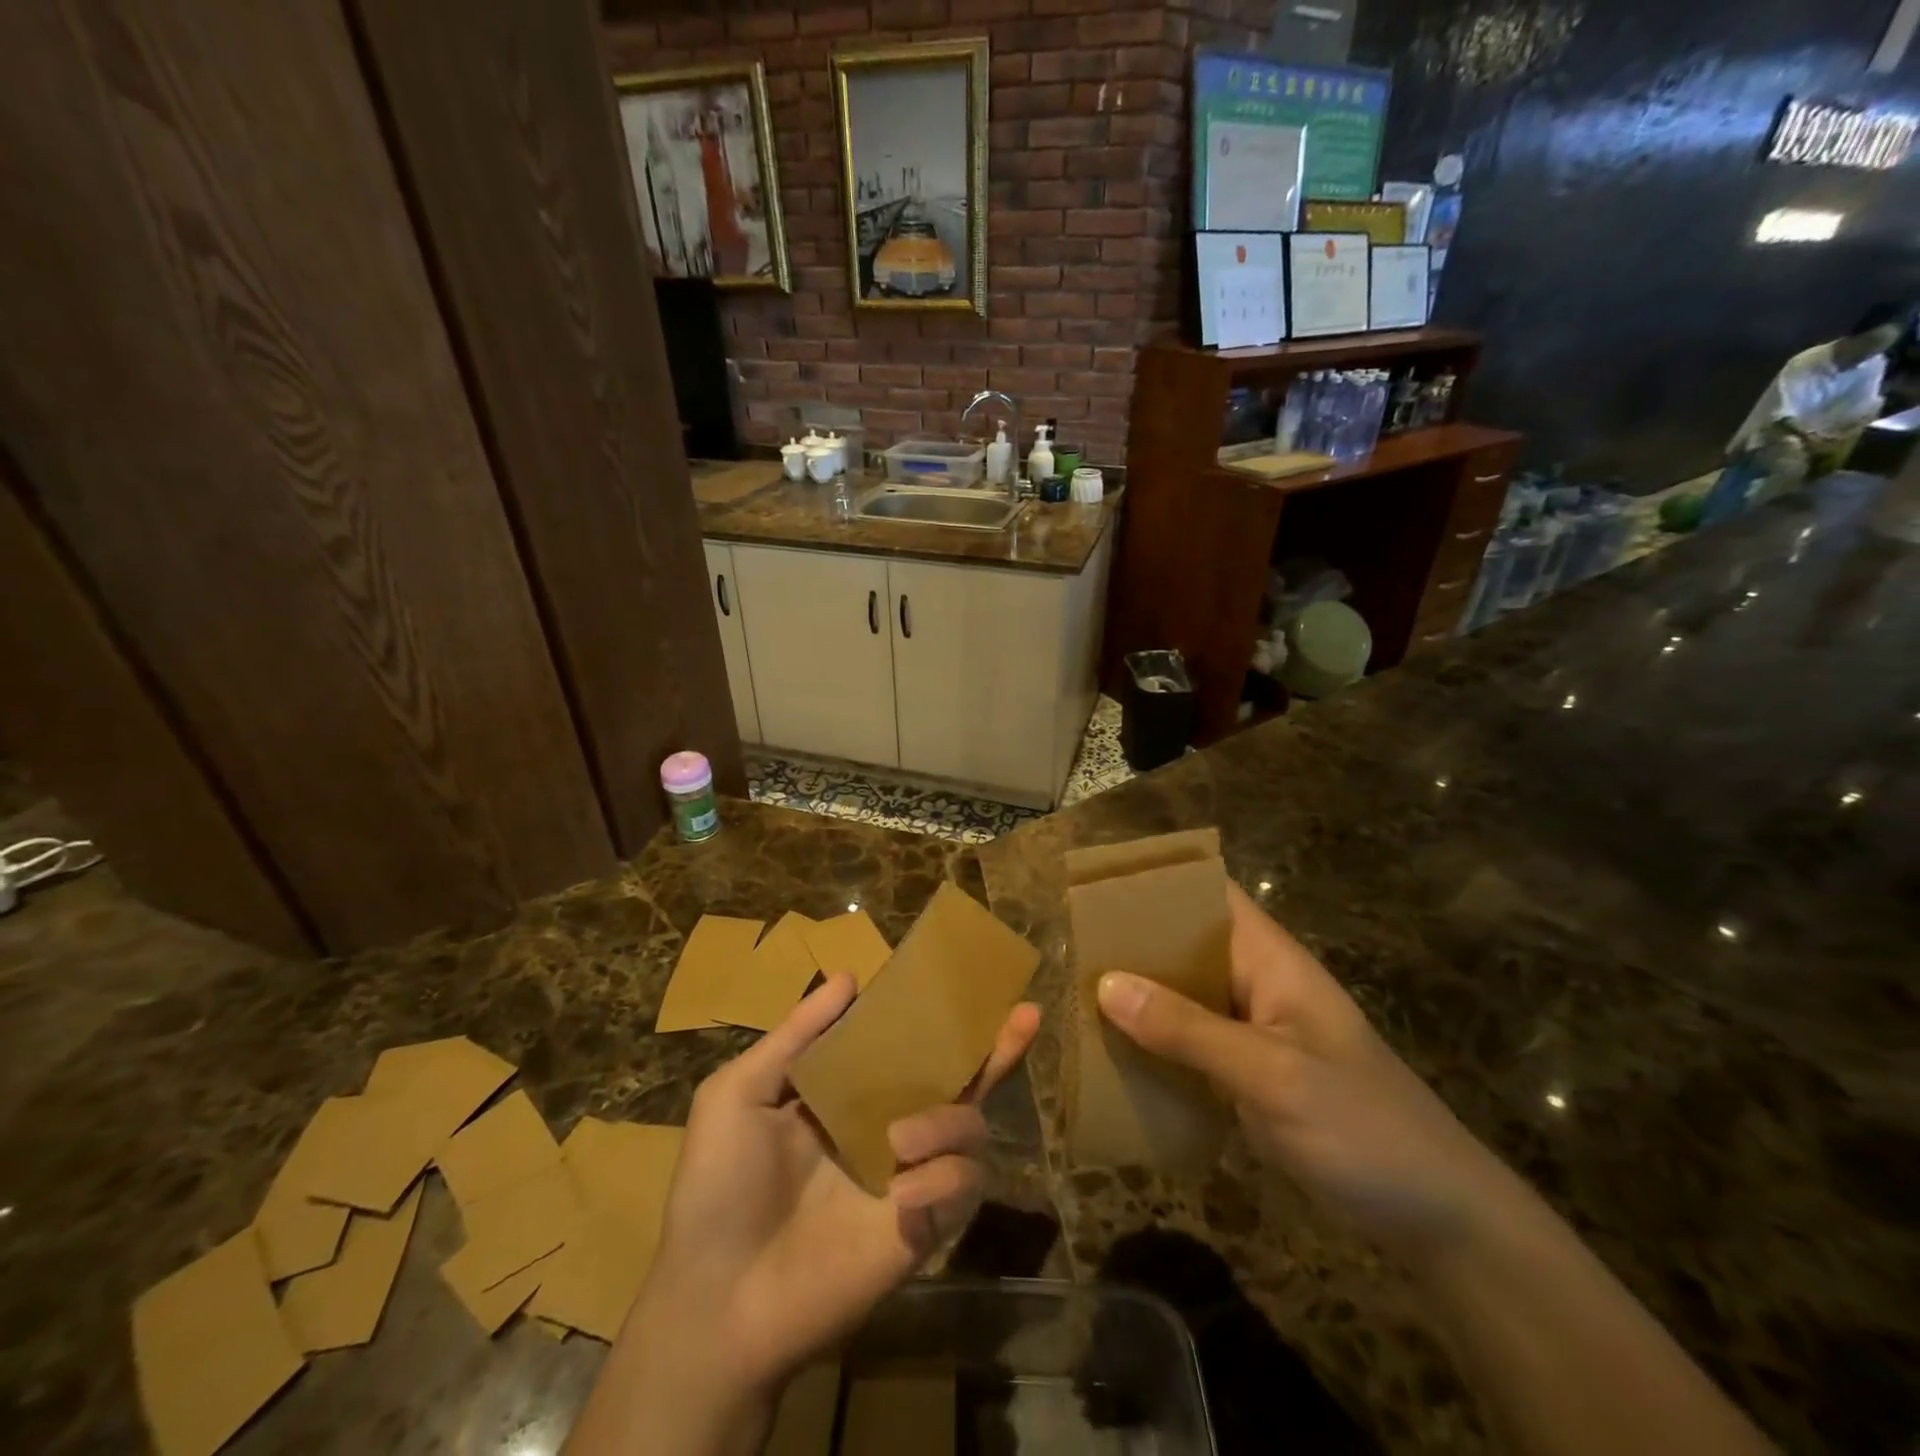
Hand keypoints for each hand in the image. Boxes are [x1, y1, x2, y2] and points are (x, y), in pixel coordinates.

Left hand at [584, 974, 1039, 1453]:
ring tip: (901, 1138)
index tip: (966, 984)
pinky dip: (943, 1178)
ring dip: (949, 1121)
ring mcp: (909, 1177)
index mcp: (849, 1096)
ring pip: (971, 1130)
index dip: (935, 1017)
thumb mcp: (740, 1094)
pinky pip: (962, 1187)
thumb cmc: (718, 1187)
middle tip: (1027, 1014)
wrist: (717, 1298)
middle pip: (958, 1081)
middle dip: (995, 1049)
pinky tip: (904, 1189)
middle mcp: (888, 1128)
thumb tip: (848, 975)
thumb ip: (797, 1035)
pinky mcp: (923, 1225)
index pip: (905, 1047)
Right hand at [1096, 882, 1503, 1262]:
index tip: (1096, 885)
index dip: (1157, 881)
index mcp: (1269, 959)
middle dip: (1131, 943)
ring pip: (1180, 996)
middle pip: (1184, 944)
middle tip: (1069, 949)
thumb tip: (1105, 984)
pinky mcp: (1245, 1074)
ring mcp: (1250, 1031)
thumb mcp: (1273, 1075)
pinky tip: (1111, 1056)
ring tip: (1074, 998)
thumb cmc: (1363, 1126)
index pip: (1209, 894)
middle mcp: (1255, 983)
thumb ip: (1189, 1030)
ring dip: (1136, 997)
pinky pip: (1187, 1045)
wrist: (1435, 1218)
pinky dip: (1153, 1044)